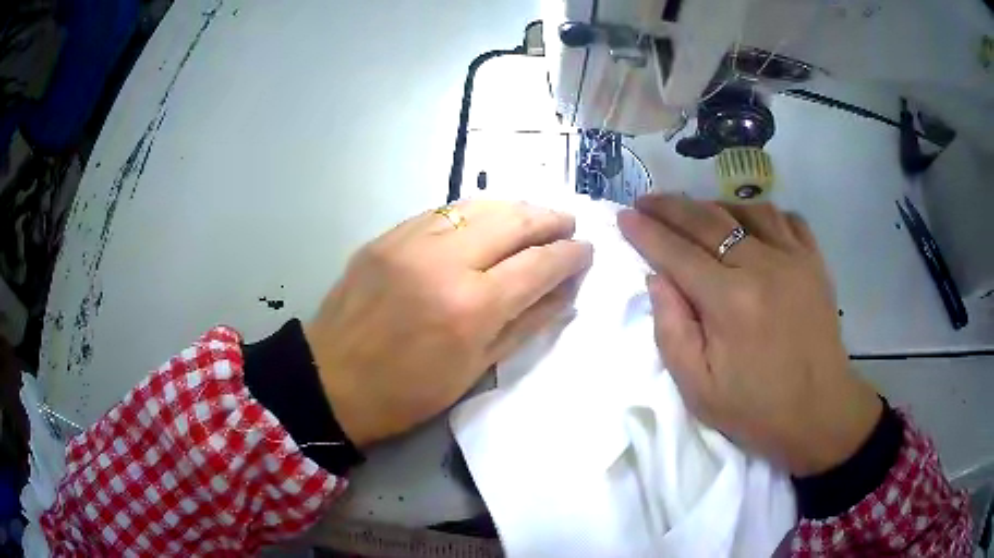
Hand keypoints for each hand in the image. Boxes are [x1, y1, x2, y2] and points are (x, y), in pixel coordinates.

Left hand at [305, 200, 592, 446]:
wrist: (332, 380)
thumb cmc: (408, 392)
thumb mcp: (475, 370)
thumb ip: (526, 324)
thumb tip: (565, 292)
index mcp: (471, 307)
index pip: (538, 263)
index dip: (570, 254)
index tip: (587, 250)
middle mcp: (444, 261)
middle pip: (512, 220)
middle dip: (549, 218)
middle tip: (568, 223)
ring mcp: (410, 241)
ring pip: (477, 205)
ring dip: (515, 208)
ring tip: (534, 217)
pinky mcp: (386, 236)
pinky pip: (442, 211)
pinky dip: (474, 212)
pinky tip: (486, 220)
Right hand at [618, 194, 880, 475]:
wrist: (819, 412)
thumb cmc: (756, 408)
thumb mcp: (698, 389)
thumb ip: (671, 330)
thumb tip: (657, 278)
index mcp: (729, 302)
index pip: (677, 253)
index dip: (646, 232)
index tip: (623, 216)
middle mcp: (762, 267)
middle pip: (707, 220)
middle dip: (669, 207)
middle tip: (646, 201)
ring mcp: (793, 259)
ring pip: (746, 209)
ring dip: (714, 205)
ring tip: (695, 213)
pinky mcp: (814, 262)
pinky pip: (785, 218)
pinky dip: (760, 213)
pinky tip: (749, 224)